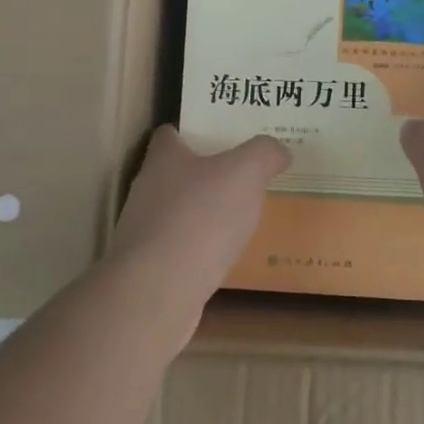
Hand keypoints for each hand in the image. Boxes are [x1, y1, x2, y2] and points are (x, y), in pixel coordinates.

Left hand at [108, 126, 290, 304]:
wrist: (157, 291)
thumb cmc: (199, 217)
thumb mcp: (245, 172)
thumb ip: (264, 154)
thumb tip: (279, 150)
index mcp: (163, 159)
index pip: (168, 135)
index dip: (191, 131)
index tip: (219, 135)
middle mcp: (147, 190)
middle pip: (174, 174)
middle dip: (204, 174)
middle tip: (242, 176)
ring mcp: (144, 232)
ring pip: (177, 213)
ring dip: (202, 215)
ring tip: (239, 218)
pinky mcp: (149, 269)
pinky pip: (179, 250)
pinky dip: (199, 250)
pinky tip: (223, 258)